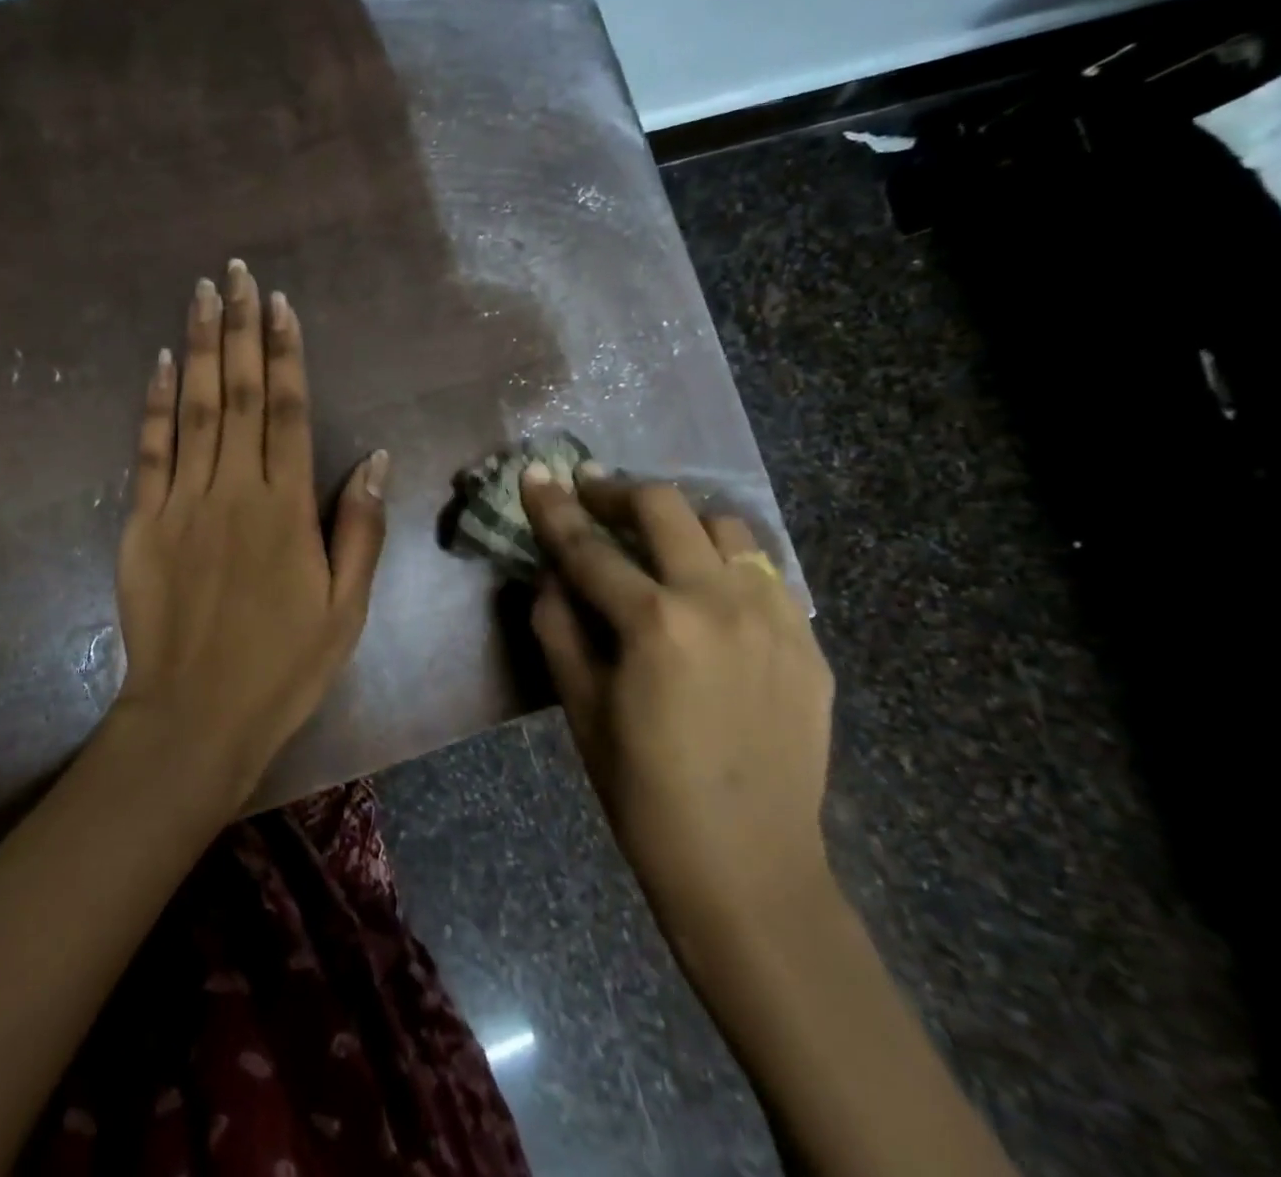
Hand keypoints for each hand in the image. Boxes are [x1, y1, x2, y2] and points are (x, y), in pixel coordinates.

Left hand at [112, 263, 388, 805]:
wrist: (196, 716)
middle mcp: (234, 491)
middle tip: (237, 273)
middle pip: (238, 394)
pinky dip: (154, 405)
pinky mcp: (141, 524)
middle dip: (240, 329)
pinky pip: (149, 452)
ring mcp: (182, 504)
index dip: (284, 354)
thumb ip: (359, 529)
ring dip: (199, 348)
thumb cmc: (283, 667)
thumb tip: (373, 458)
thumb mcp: (346, 609)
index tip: (280, 305)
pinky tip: (161, 364)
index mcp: (287, 510)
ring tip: (202, 295)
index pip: (287, 412)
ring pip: (193, 410)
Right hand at [521, 465, 834, 942]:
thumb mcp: (580, 707)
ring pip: (726, 527)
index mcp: (656, 623)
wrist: (748, 867)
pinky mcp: (808, 642)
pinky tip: (706, 587)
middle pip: (665, 507)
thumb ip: (558, 627)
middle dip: (618, 491)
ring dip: (680, 520)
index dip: (554, 508)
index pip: (589, 547)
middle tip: (591, 495)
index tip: (534, 473)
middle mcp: (719, 602)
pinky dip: (725, 561)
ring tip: (654, 539)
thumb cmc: (643, 792)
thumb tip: (551, 575)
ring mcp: (774, 617)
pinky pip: (764, 573)